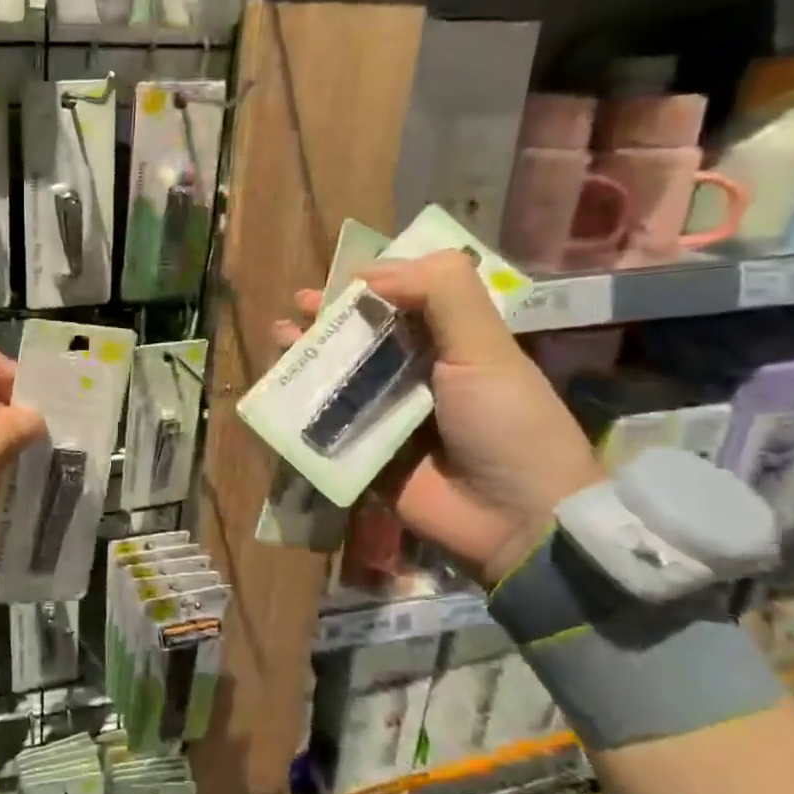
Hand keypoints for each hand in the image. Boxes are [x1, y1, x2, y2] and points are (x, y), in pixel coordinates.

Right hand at [275, 251, 604, 585]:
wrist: (516, 520)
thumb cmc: (506, 423)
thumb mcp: (485, 348)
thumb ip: (442, 294)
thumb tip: (370, 273)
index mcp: (453, 346)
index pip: (407, 302)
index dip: (372, 285)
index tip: (340, 279)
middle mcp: (419, 377)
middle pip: (366, 338)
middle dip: (331, 319)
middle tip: (300, 306)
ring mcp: (390, 419)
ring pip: (341, 378)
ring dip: (309, 356)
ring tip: (281, 336)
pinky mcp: (366, 456)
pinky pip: (327, 427)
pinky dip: (300, 409)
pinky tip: (278, 390)